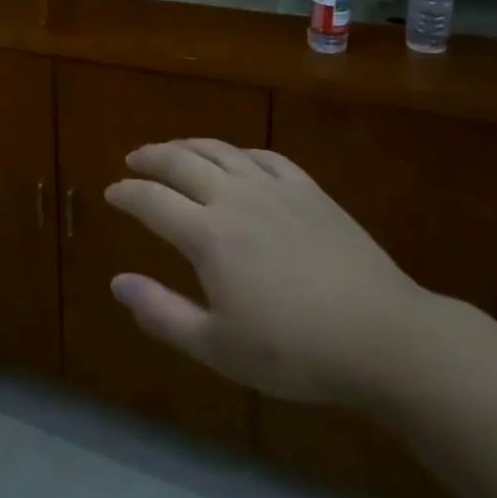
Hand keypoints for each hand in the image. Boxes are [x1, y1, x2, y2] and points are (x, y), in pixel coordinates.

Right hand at [105, 140, 432, 408]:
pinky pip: (265, 157)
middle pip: (181, 162)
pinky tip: (237, 159)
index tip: (111, 193)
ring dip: (189, 146)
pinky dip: (240, 153)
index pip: (151, 201)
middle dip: (151, 158)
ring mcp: (275, 189)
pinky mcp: (309, 191)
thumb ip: (162, 313)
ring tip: (172, 149)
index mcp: (207, 235)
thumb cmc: (295, 351)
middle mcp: (234, 199)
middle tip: (133, 160)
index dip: (126, 194)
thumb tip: (117, 282)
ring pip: (220, 152)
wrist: (384, 337)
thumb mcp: (218, 347)